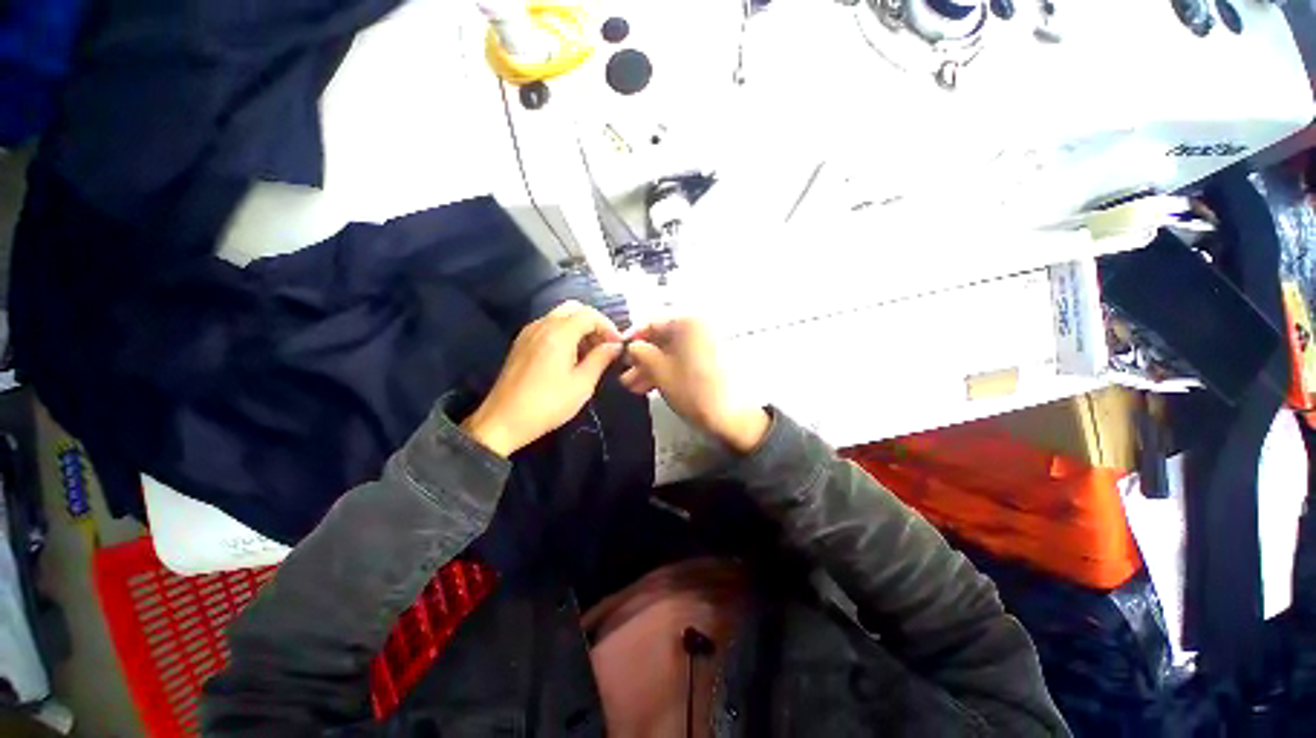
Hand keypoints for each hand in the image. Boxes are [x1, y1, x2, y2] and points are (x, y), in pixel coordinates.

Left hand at [462, 301, 622, 456]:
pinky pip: (547, 327)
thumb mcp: (582, 384)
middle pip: (573, 309)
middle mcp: (542, 325)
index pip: (589, 314)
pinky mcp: (521, 343)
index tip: (617, 345)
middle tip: (604, 345)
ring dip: (579, 328)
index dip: (607, 326)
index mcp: (559, 333)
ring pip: (559, 317)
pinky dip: (564, 333)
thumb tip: (615, 346)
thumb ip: (601, 359)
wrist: (503, 421)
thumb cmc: (548, 403)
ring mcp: (528, 333)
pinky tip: (570, 357)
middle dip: (593, 323)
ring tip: (590, 354)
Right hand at [620, 318, 768, 453]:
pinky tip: (650, 387)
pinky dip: (667, 371)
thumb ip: (641, 353)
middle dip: (641, 359)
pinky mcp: (711, 361)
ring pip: (671, 353)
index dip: (632, 338)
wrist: (733, 416)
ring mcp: (707, 345)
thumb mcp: (660, 371)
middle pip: (662, 339)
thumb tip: (631, 347)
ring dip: (651, 368)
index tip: (617, 352)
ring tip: (632, 387)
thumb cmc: (693, 390)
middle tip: (623, 375)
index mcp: (688, 323)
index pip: (652, 323)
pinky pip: (683, 360)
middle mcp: (699, 329)